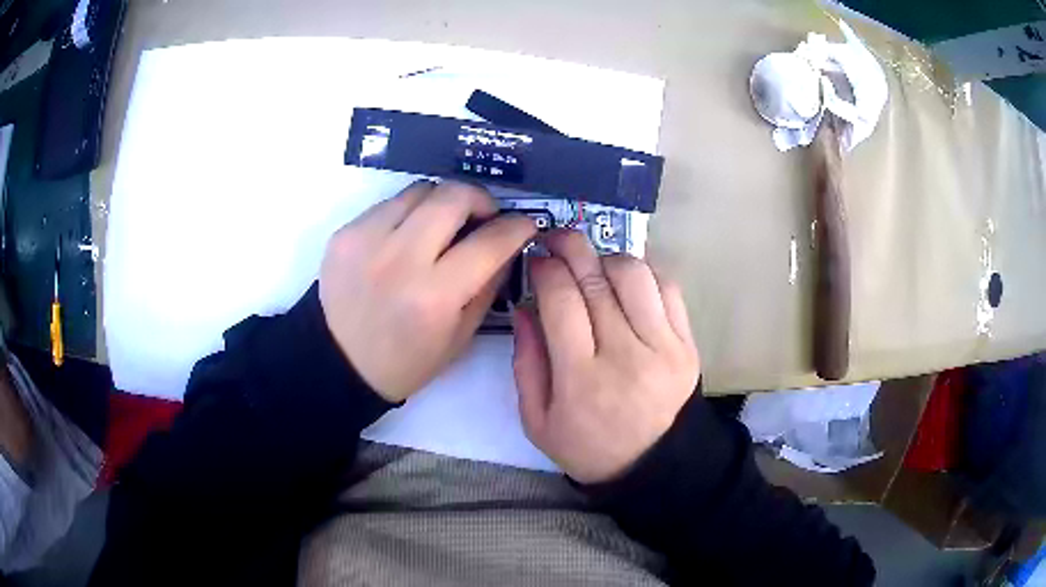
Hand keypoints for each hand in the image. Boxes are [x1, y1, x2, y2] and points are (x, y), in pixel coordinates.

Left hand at [320, 181, 536, 401]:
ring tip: (442, 226)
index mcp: (434, 297)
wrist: (339, 363)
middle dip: (480, 199)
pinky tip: (406, 238)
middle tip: (483, 216)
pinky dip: (408, 214)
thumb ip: (489, 284)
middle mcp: (400, 259)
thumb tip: (507, 244)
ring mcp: (367, 240)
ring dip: (442, 202)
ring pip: (420, 189)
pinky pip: (389, 204)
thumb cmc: (406, 360)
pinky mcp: (345, 233)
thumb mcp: (460, 337)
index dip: (517, 227)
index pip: (490, 242)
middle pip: (453, 195)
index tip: (525, 224)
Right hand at [513, 230, 699, 483]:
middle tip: (556, 238)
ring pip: (634, 275)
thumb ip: (526, 364)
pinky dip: (643, 273)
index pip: (561, 301)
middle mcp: (625, 354)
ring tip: (592, 264)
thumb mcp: (538, 421)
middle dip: (570, 247)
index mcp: (581, 378)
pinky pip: (667, 288)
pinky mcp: (687, 343)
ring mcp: (663, 346)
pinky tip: (626, 280)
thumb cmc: (590, 448)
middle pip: (595, 280)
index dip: (545, 270)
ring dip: (606, 257)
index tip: (536, 259)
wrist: (656, 466)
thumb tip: (524, 307)